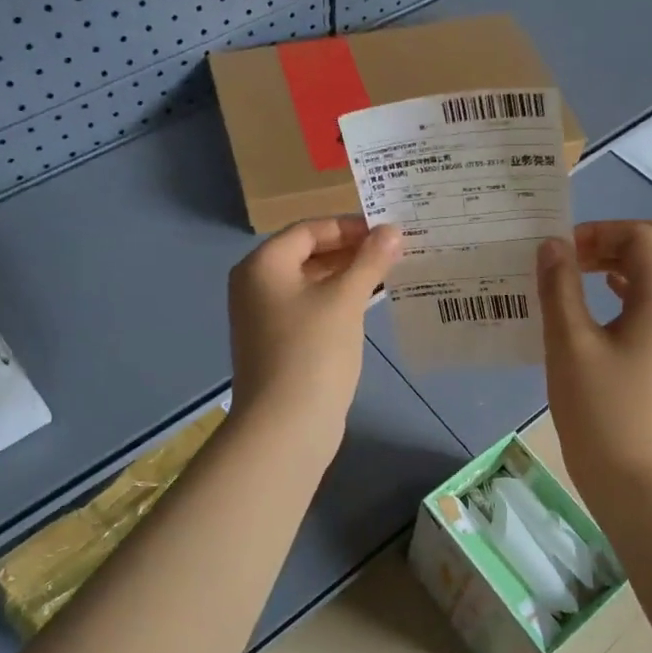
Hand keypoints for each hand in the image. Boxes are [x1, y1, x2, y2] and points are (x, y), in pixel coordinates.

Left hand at [228, 216, 400, 455]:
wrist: (285, 425)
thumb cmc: (313, 351)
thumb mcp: (345, 299)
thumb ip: (369, 261)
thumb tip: (391, 231)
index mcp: (263, 265)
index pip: (310, 230)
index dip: (349, 227)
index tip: (388, 233)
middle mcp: (257, 285)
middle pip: (308, 254)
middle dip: (351, 252)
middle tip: (394, 252)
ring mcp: (265, 317)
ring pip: (311, 284)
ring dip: (347, 277)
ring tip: (388, 274)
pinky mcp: (278, 343)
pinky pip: (310, 309)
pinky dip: (337, 302)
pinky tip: (367, 305)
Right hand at [537, 220, 651, 505]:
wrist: (634, 478)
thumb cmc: (599, 410)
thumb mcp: (569, 344)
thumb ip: (560, 287)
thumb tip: (551, 245)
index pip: (642, 236)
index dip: (600, 232)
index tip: (562, 252)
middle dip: (616, 240)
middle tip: (574, 258)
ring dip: (621, 264)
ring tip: (578, 278)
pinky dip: (627, 290)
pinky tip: (594, 309)